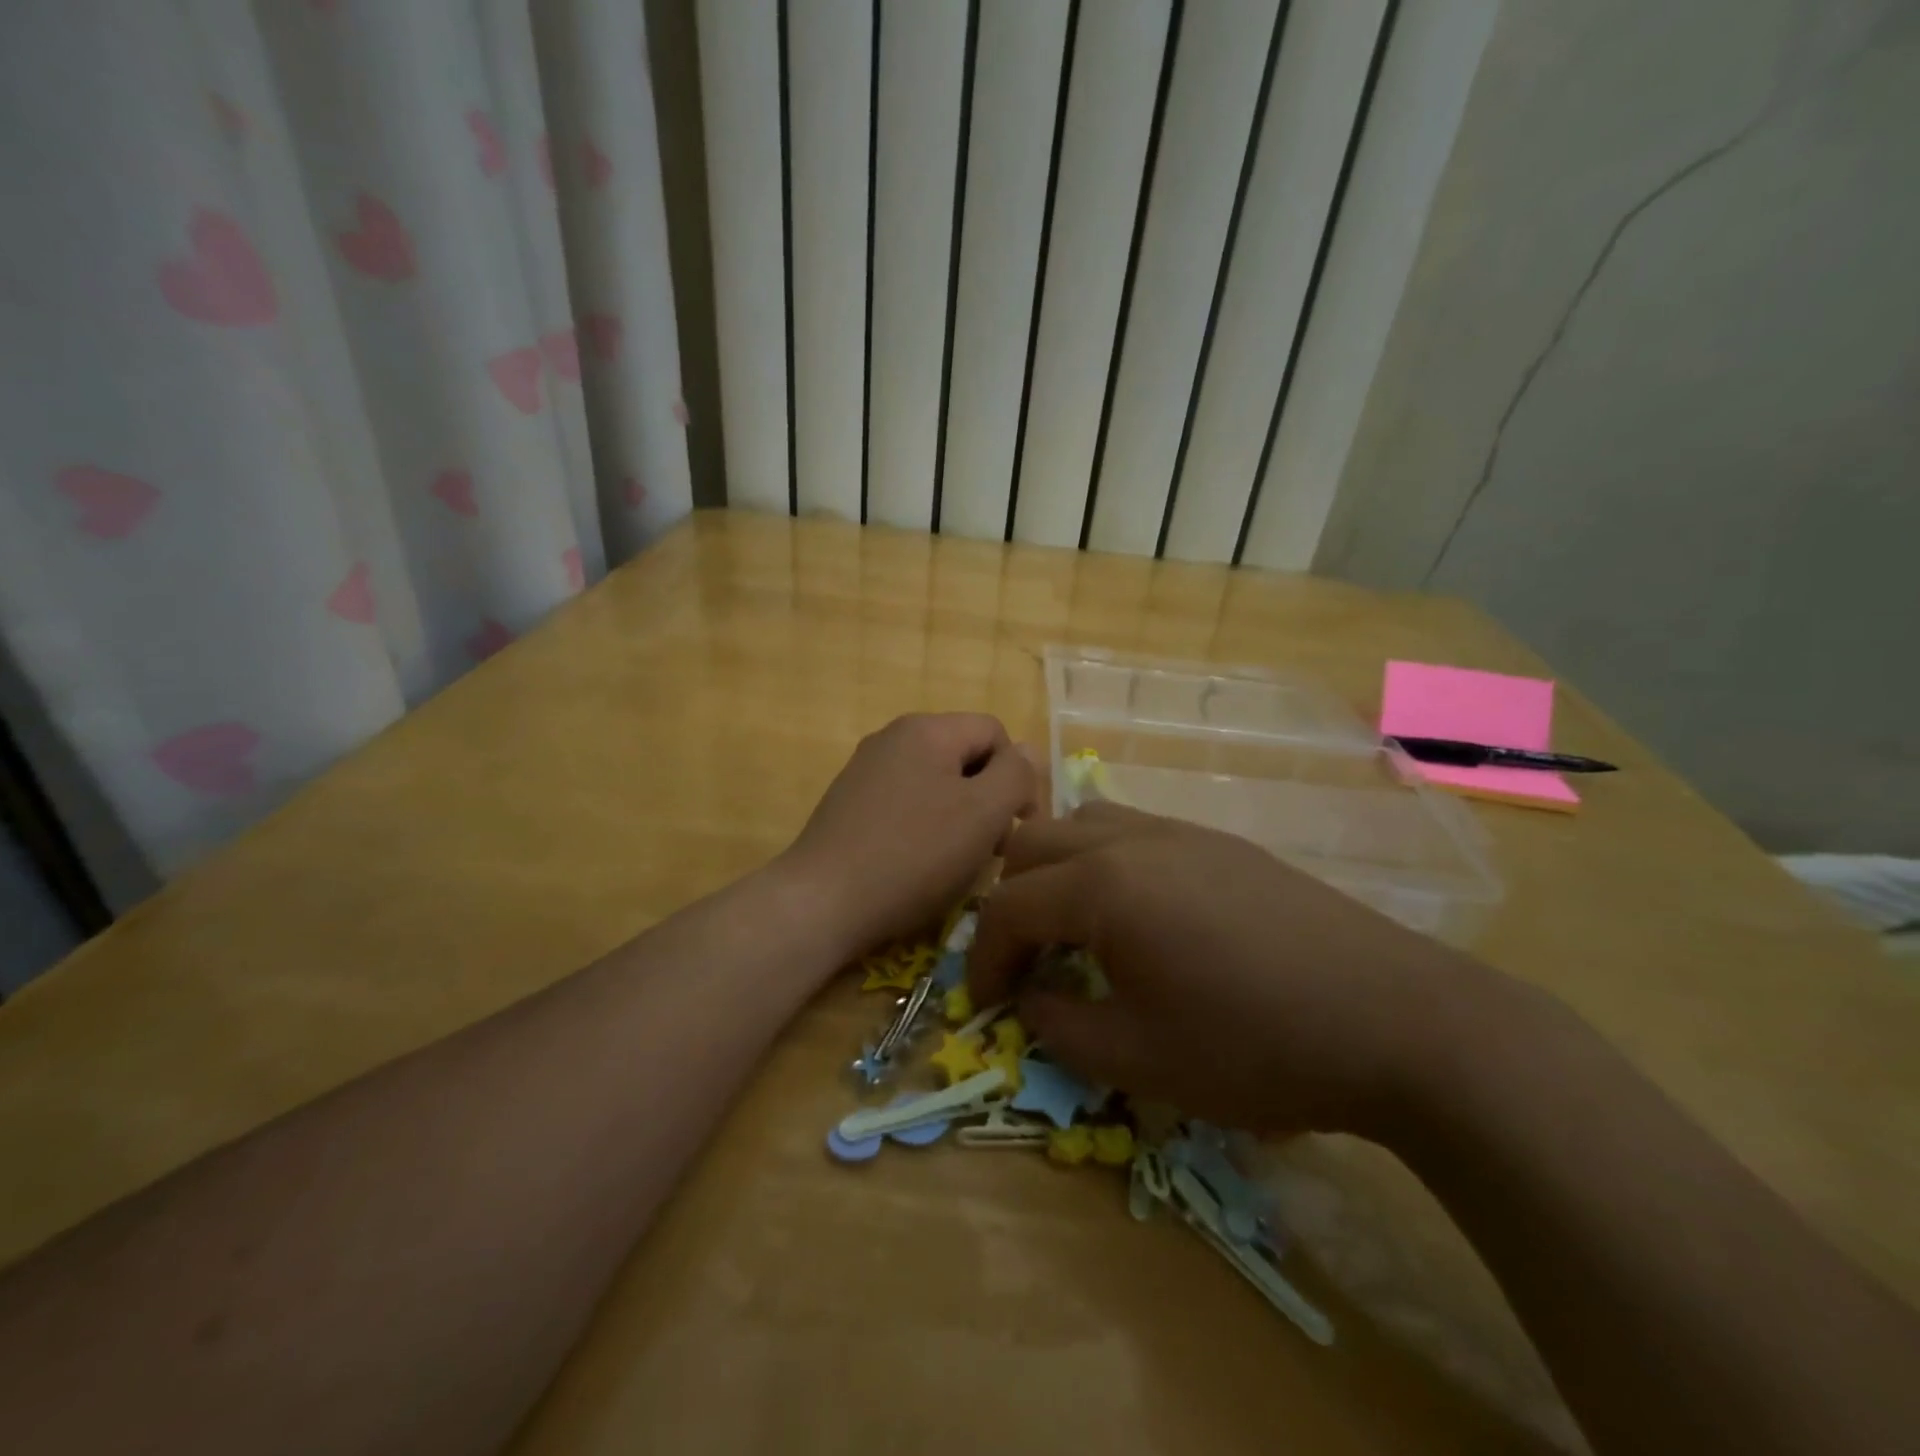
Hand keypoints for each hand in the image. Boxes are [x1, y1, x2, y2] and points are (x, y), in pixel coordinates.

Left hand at [782, 714, 1037, 959]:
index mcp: (926, 728)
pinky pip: (905, 804)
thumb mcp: (983, 813)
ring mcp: (865, 770)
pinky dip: (924, 828)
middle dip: (988, 799)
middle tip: (991, 850)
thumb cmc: (913, 855)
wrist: (821, 902)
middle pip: (964, 756)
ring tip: (957, 862)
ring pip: (935, 783)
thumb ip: (1016, 775)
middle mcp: (892, 737)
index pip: (995, 733)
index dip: (1018, 776)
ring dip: (959, 817)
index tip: (1018, 828)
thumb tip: (1027, 753)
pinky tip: (920, 866)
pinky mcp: (849, 804)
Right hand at [967, 802, 1484, 1137]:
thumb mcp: (1137, 1058)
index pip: (1008, 907)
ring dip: (1057, 871)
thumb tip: (1031, 998)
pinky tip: (1137, 917)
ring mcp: (1180, 831)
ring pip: (1082, 824)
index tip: (987, 1005)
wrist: (1396, 1019)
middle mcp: (1131, 838)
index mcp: (1102, 884)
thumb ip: (1059, 1026)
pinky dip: (1104, 863)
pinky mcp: (1219, 842)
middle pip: (1033, 845)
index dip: (984, 959)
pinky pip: (1132, 831)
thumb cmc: (1254, 1044)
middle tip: (1026, 964)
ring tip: (1074, 931)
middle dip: (1011, 904)